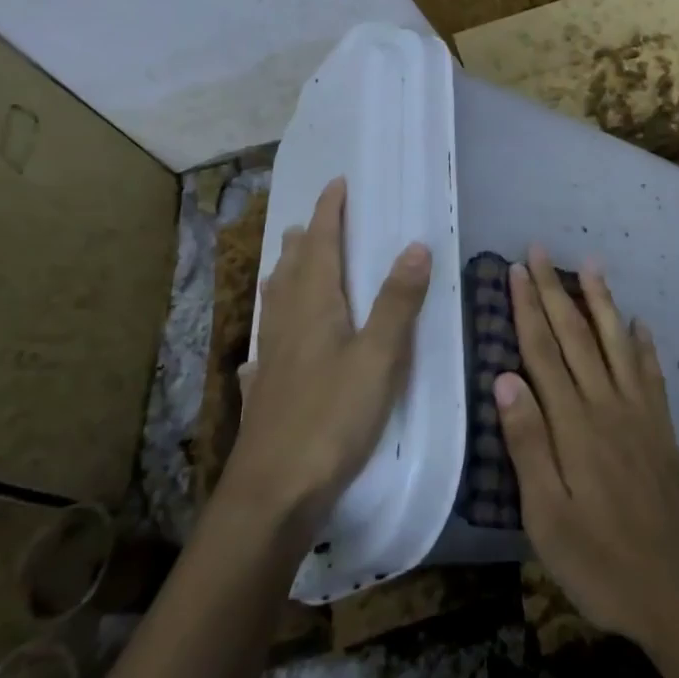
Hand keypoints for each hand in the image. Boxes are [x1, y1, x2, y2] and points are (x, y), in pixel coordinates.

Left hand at [227, 178, 430, 531]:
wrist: (274, 493)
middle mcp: (288, 324)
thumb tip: (415, 245)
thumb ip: (397, 301)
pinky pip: (267, 348)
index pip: (321, 245)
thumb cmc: (332, 417)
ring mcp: (271, 360)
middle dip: (306, 240)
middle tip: (315, 221)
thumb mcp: (379, 356)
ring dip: (285, 276)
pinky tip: (262, 353)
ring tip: (290, 264)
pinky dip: (270, 333)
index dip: (329, 213)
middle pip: (293, 270)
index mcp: (314, 307)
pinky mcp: (265, 393)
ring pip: (276, 304)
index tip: (337, 184)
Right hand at [496, 246, 678, 647]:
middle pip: (577, 336)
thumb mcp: (547, 517)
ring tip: (591, 264)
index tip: (516, 271)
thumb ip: (527, 444)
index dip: (528, 309)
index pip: (544, 352)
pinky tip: (638, 324)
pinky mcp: (662, 428)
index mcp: (574, 425)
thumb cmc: (602, 562)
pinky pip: (650, 372)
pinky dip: (642, 343)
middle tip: (540, 251)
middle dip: (556, 290)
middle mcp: (608, 405)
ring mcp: (640, 413)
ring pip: (616, 342)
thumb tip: (504, 378)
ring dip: (601, 301)